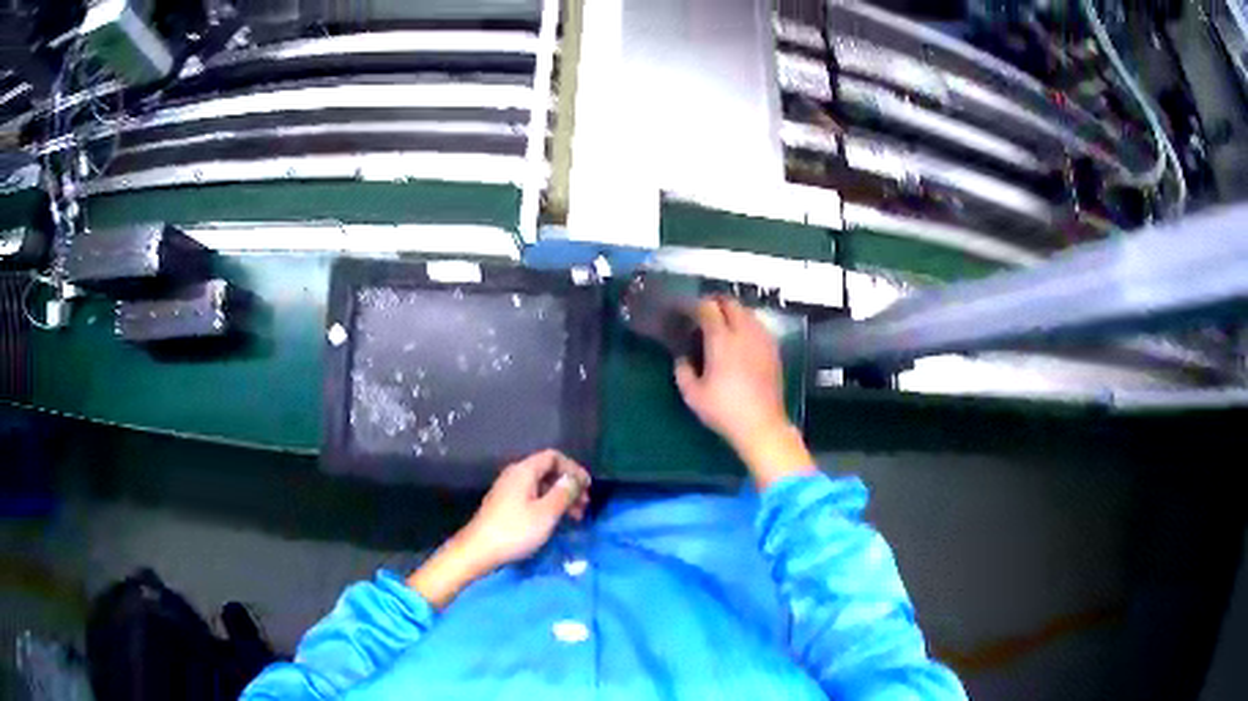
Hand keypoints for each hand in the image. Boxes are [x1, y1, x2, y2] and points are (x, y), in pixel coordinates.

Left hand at [457, 449, 590, 569]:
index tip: (587, 487)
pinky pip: (533, 497)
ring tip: (576, 517)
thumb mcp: (546, 513)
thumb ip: (563, 493)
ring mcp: (508, 491)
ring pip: (541, 487)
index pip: (553, 457)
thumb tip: (574, 479)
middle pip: (547, 471)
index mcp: (524, 471)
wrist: (479, 550)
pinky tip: (556, 522)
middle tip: (585, 505)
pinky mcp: (506, 506)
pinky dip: (548, 505)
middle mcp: (515, 475)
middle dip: (569, 485)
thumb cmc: (515, 530)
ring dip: (560, 498)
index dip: (573, 468)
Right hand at [675, 297, 812, 488]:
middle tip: (703, 312)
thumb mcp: (693, 395)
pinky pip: (759, 326)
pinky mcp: (774, 350)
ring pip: (748, 312)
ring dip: (733, 311)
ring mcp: (762, 340)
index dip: (695, 305)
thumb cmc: (724, 410)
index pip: (708, 308)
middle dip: (715, 302)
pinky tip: (741, 337)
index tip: (685, 311)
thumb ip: (683, 371)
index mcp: (721, 339)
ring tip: (722, 322)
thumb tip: (682, 358)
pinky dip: (747, 323)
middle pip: (731, 303)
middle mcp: (743, 333)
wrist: (761, 425)